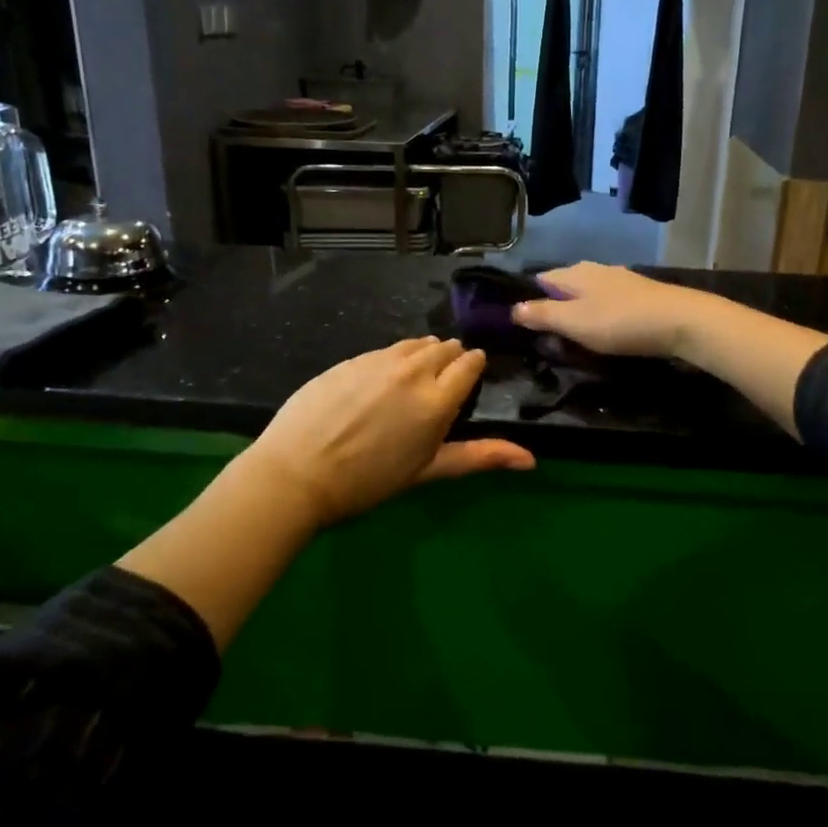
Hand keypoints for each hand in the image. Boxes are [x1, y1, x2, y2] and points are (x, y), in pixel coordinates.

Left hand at [242, 337, 533, 527]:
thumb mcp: (428, 471)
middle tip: (440, 384)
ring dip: (423, 354)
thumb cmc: (368, 482)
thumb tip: (531, 460)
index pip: (469, 364)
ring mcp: (379, 361)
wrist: (296, 474)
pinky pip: (385, 349)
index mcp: (438, 399)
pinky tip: (381, 380)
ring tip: (414, 378)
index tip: (469, 378)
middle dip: (450, 360)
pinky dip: (394, 358)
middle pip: (444, 348)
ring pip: (415, 344)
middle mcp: (413, 370)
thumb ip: (479, 457)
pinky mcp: (351, 359)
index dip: (472, 368)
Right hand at [511, 262, 709, 358]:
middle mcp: (595, 269)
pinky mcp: (640, 294)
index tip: (521, 325)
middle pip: (564, 287)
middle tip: (546, 338)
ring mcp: (620, 280)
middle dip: (554, 308)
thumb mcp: (574, 323)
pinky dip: (601, 316)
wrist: (681, 321)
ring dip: (579, 314)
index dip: (528, 300)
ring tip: (574, 339)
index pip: (539, 279)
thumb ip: (542, 315)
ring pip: (588, 295)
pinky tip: (605, 333)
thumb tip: (513, 309)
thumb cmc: (620, 322)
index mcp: (574, 273)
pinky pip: (608, 303)